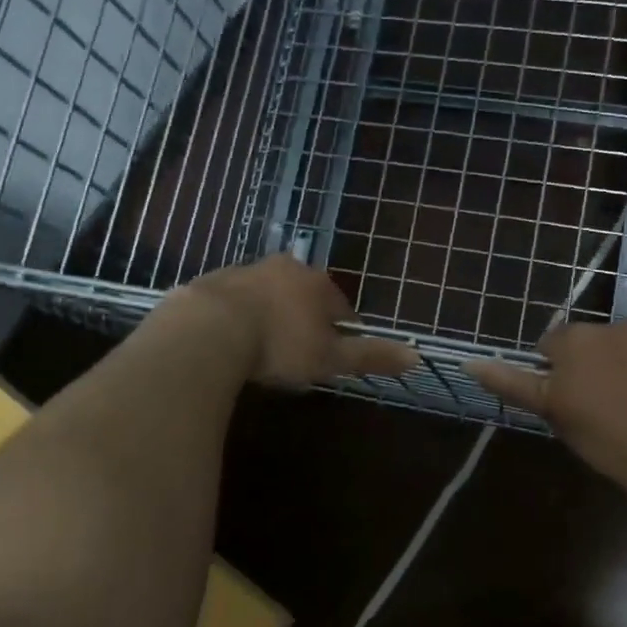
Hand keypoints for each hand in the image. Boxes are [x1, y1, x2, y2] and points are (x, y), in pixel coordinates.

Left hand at [160, 255, 417, 388]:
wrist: (209, 330)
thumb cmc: (280, 345)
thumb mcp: (330, 357)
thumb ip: (370, 355)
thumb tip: (417, 356)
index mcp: (316, 283)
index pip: (340, 306)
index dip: (340, 332)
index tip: (332, 358)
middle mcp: (284, 268)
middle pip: (303, 296)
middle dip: (304, 321)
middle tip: (297, 355)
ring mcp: (246, 271)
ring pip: (268, 295)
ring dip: (270, 316)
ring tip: (263, 351)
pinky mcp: (213, 282)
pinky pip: (234, 302)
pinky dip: (238, 317)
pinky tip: (231, 342)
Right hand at [465, 321, 626, 489]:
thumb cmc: (607, 440)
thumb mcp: (553, 413)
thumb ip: (512, 382)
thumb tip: (469, 361)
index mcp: (574, 341)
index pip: (555, 345)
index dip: (562, 371)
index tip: (575, 399)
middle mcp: (613, 324)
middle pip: (598, 340)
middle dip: (601, 362)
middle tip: (613, 403)